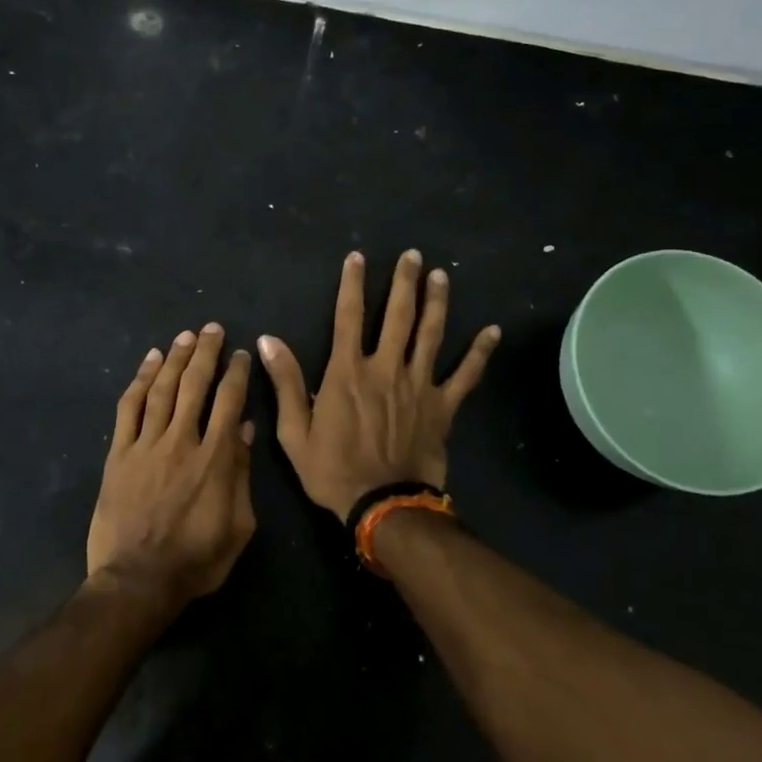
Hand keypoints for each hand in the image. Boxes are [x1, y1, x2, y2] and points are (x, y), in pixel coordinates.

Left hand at [87, 323, 256, 601]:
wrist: (137, 581)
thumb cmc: (196, 560)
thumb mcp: (238, 526)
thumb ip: (241, 475)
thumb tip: (244, 431)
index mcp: (215, 458)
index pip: (229, 402)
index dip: (235, 373)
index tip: (240, 354)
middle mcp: (181, 441)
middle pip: (195, 385)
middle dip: (205, 353)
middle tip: (212, 329)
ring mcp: (146, 445)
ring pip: (162, 389)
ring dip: (175, 359)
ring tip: (185, 336)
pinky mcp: (119, 454)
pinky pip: (129, 408)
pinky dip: (139, 381)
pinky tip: (149, 362)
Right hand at [259, 250, 498, 517]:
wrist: (383, 505)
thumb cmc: (333, 470)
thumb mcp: (295, 432)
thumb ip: (287, 383)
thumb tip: (269, 341)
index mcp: (348, 372)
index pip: (348, 316)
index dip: (352, 284)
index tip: (358, 258)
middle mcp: (386, 368)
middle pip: (398, 316)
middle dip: (404, 282)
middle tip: (412, 256)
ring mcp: (419, 385)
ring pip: (431, 334)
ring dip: (437, 302)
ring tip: (441, 275)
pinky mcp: (443, 406)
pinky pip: (466, 375)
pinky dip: (480, 353)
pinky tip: (493, 331)